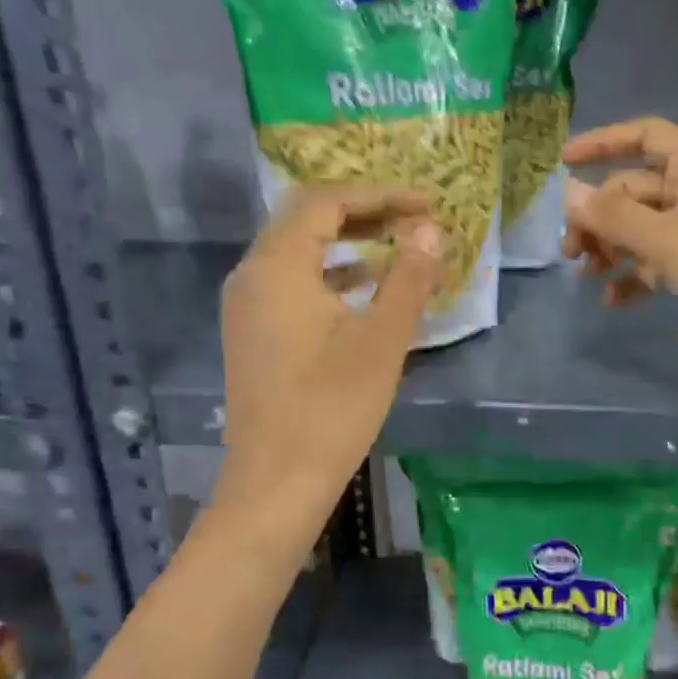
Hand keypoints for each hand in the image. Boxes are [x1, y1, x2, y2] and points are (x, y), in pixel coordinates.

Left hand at [217, 186, 440, 509]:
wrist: (276, 483)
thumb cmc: (331, 409)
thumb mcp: (381, 341)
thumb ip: (408, 279)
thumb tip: (429, 231)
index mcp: (276, 267)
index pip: (325, 202)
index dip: (379, 195)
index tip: (426, 204)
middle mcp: (252, 276)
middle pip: (306, 220)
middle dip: (364, 213)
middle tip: (415, 219)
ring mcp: (248, 307)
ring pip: (298, 252)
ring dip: (348, 242)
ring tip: (398, 245)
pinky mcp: (255, 334)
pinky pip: (293, 283)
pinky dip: (331, 274)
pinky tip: (365, 288)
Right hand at [561, 118, 677, 373]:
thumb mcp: (665, 239)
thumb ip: (613, 216)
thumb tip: (568, 192)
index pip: (644, 135)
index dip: (602, 143)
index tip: (564, 163)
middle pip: (635, 189)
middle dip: (599, 218)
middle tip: (571, 252)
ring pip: (644, 228)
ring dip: (613, 249)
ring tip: (587, 276)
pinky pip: (662, 259)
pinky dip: (637, 275)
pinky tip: (614, 301)